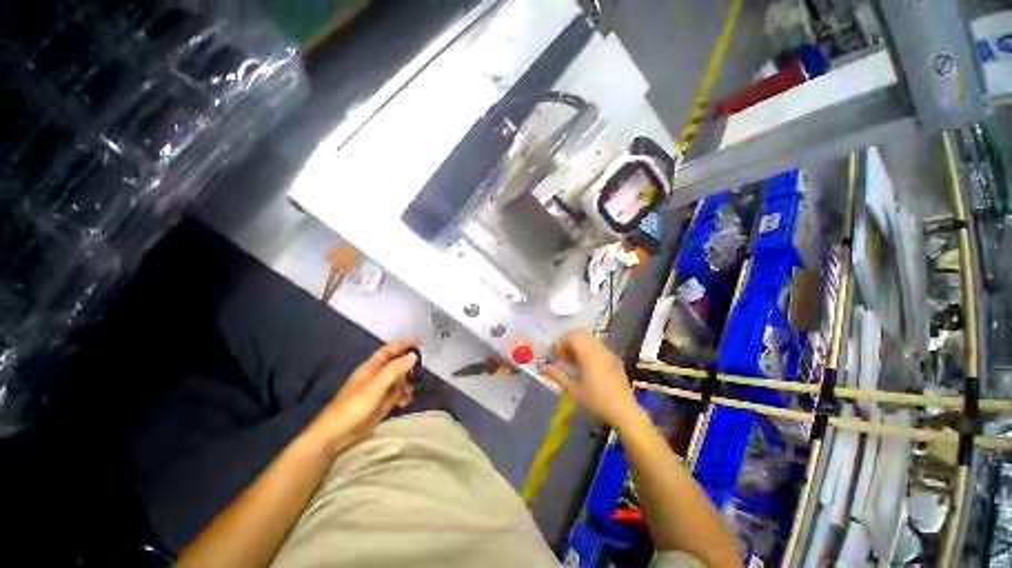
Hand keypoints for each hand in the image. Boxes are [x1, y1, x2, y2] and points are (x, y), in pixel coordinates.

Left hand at [304, 340, 417, 455]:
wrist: (334, 437)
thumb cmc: (353, 409)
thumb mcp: (375, 388)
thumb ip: (394, 371)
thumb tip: (413, 355)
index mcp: (370, 368)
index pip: (389, 350)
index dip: (403, 344)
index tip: (420, 342)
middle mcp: (375, 376)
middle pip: (395, 364)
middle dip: (408, 366)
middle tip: (420, 371)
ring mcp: (377, 390)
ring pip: (398, 380)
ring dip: (406, 383)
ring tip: (409, 393)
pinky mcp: (379, 404)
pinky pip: (396, 394)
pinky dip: (403, 395)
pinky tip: (405, 402)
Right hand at [539, 330, 641, 428]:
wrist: (624, 411)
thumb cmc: (596, 400)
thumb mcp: (572, 389)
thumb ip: (556, 374)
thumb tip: (541, 367)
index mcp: (588, 354)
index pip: (571, 337)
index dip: (560, 343)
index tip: (553, 355)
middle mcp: (599, 348)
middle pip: (580, 334)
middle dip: (568, 341)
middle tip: (561, 355)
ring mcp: (608, 352)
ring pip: (589, 338)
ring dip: (577, 344)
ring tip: (571, 360)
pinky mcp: (614, 358)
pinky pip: (597, 346)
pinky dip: (587, 348)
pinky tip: (585, 365)